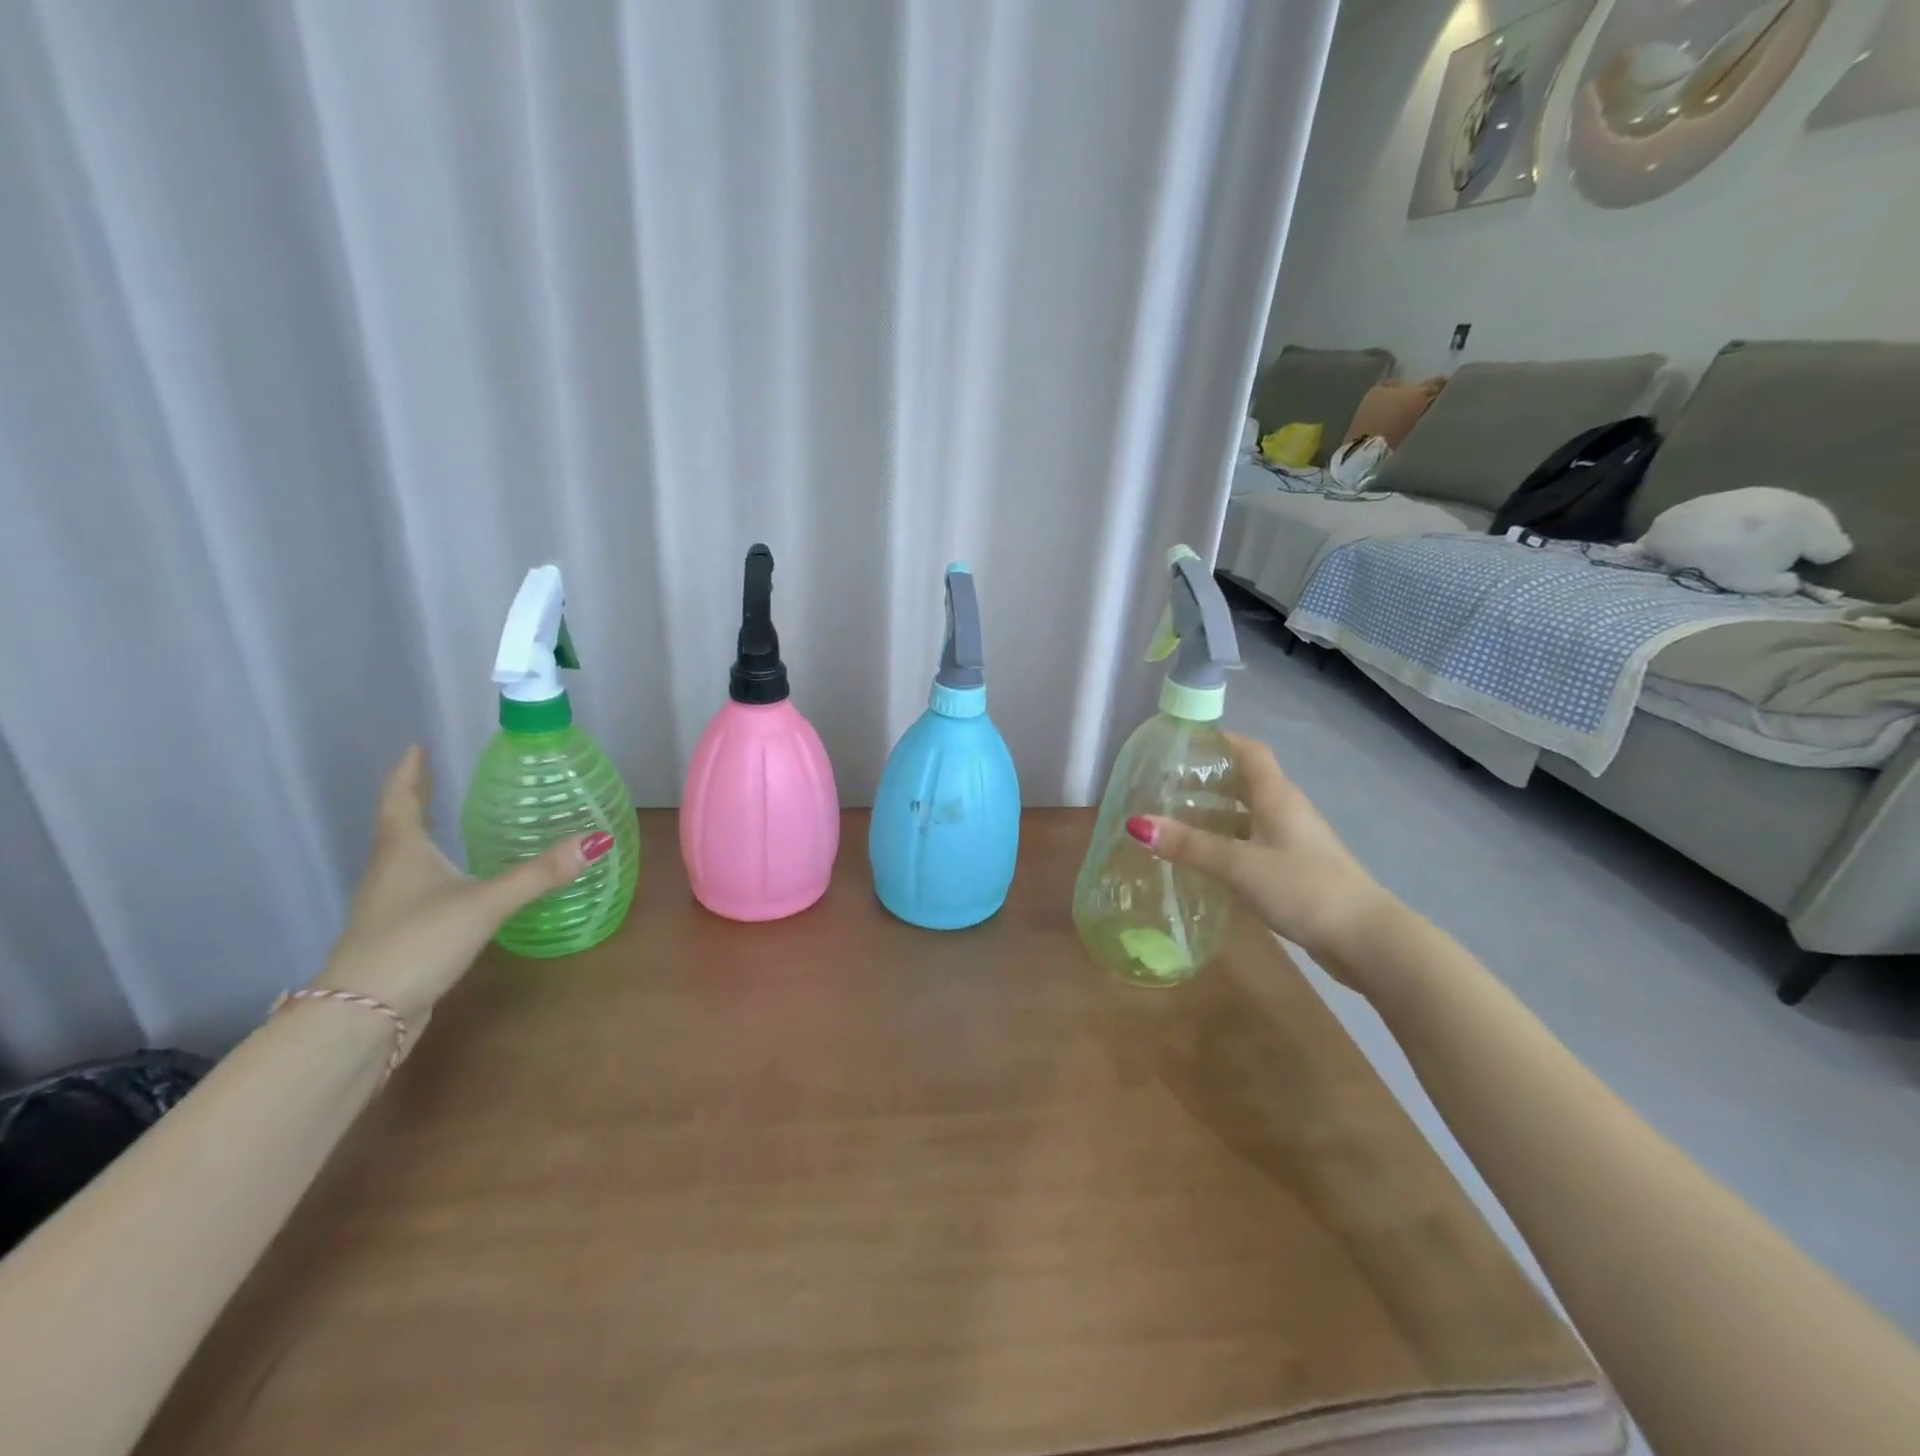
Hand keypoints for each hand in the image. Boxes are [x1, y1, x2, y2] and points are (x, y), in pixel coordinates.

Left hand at [311, 746, 611, 1028]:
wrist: (363, 1014)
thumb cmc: (418, 941)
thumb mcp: (486, 903)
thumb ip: (540, 874)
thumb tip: (598, 841)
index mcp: (403, 852)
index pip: (402, 800)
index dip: (410, 773)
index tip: (417, 747)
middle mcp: (390, 872)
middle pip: (401, 827)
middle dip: (419, 800)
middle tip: (439, 777)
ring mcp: (389, 906)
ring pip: (407, 859)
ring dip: (425, 837)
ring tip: (451, 824)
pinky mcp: (398, 934)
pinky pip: (418, 889)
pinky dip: (436, 872)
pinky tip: (458, 884)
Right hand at [1126, 731, 1392, 976]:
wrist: (1366, 939)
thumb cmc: (1304, 888)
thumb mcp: (1239, 865)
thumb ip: (1190, 845)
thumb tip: (1137, 823)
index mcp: (1277, 796)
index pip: (1249, 751)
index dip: (1220, 739)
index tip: (1184, 739)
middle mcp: (1286, 810)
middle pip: (1245, 781)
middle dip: (1208, 778)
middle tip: (1166, 782)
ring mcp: (1294, 840)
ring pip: (1248, 814)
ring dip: (1216, 813)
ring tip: (1175, 818)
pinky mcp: (1295, 868)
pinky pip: (1253, 842)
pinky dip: (1228, 842)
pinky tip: (1206, 858)